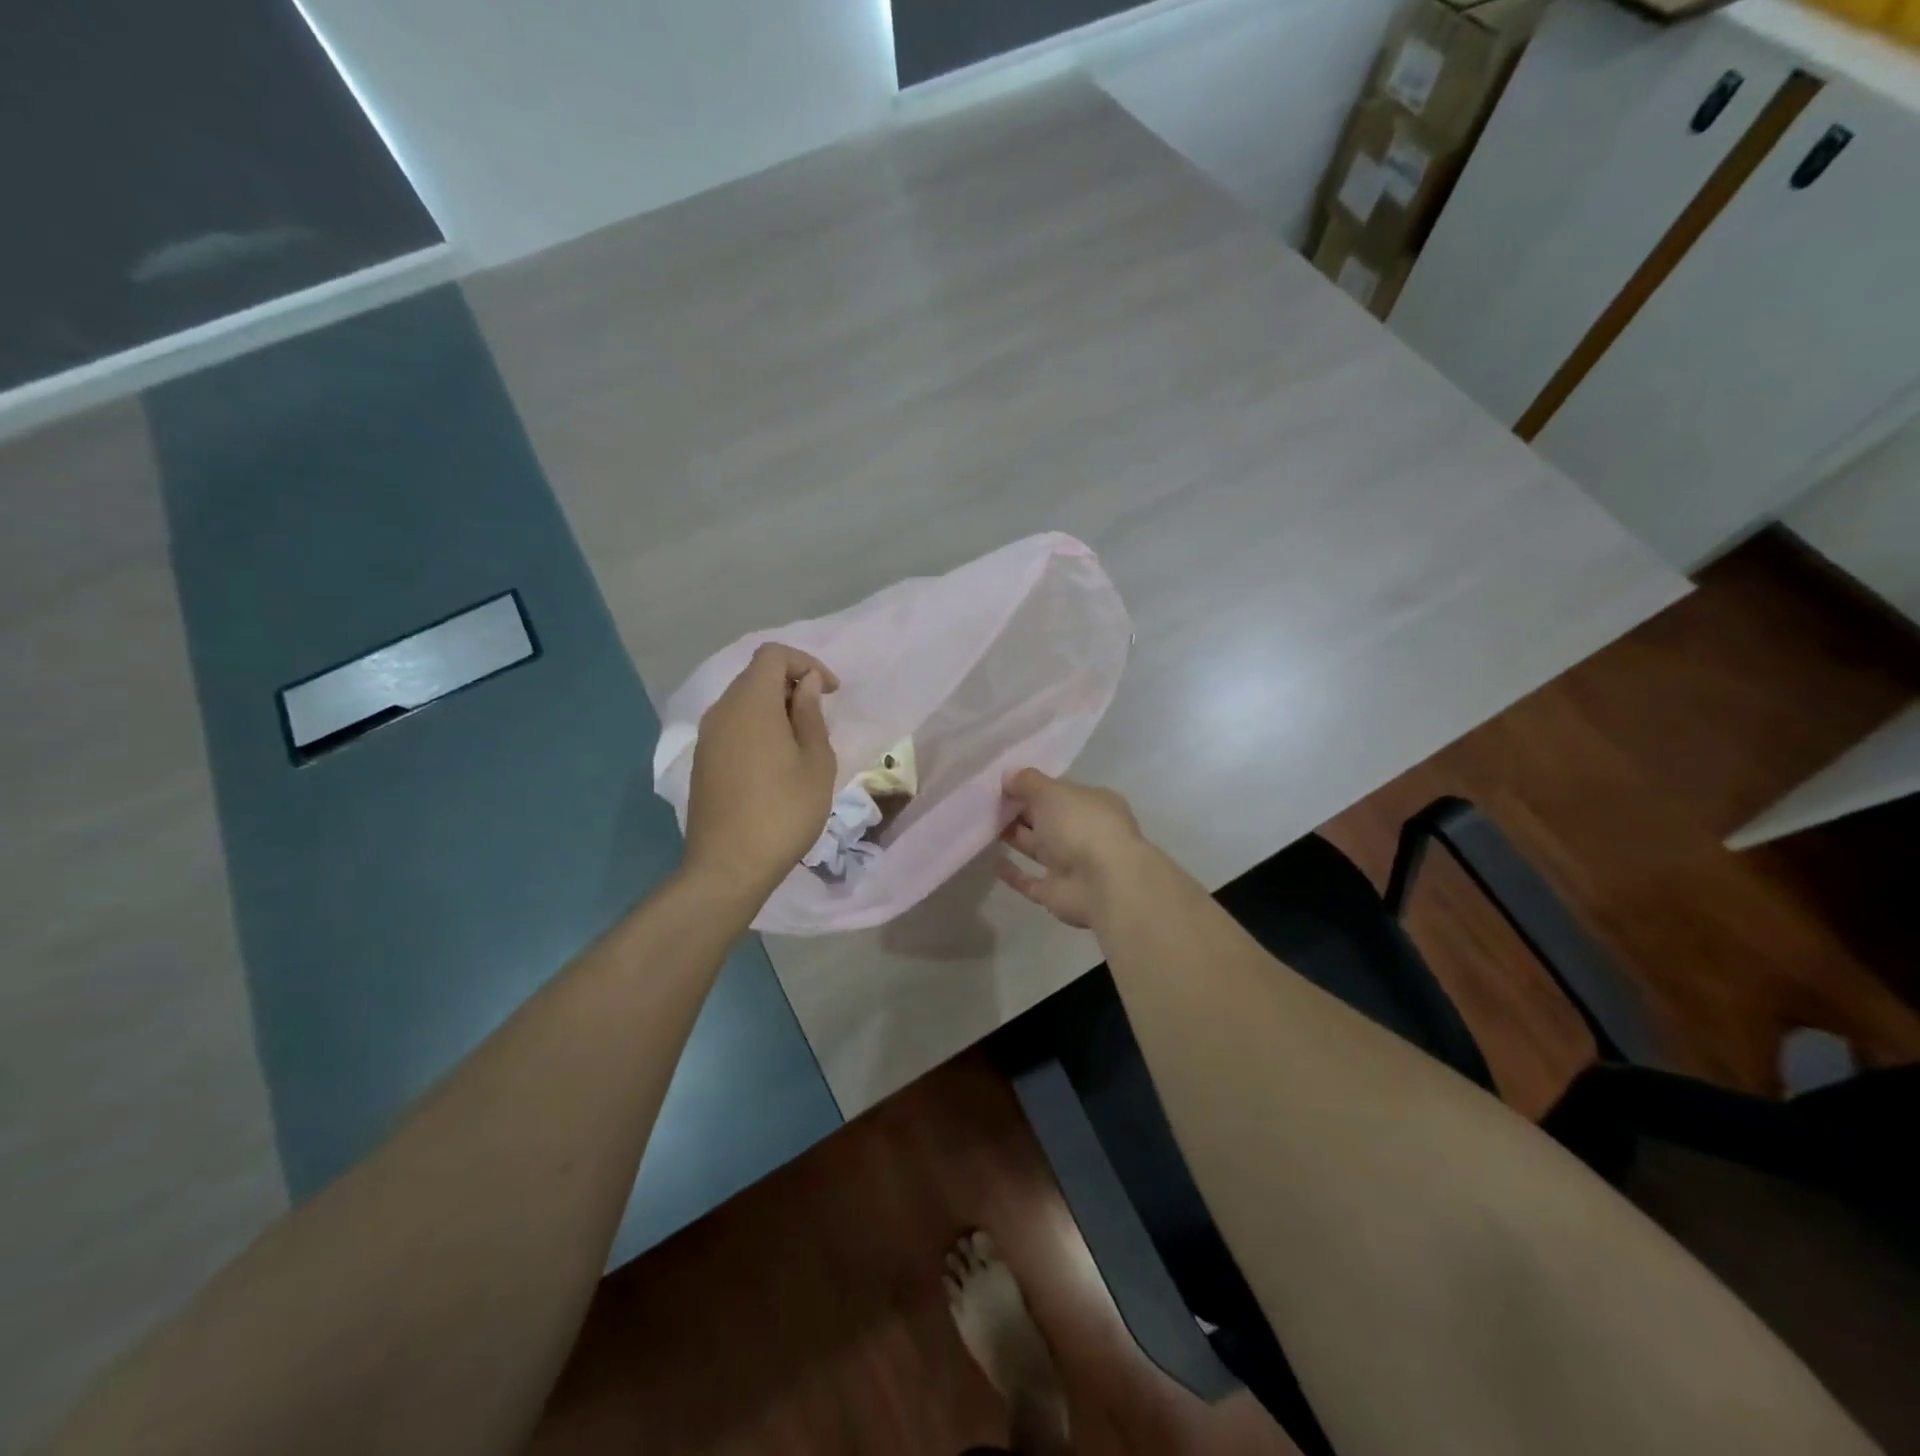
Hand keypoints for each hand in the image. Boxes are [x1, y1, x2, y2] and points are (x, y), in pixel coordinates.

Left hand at [684, 644, 838, 901]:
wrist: (729, 866)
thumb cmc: (784, 812)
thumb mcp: (816, 762)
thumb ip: (811, 714)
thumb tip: (807, 684)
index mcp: (751, 703)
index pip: (773, 655)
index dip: (807, 663)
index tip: (831, 692)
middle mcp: (722, 711)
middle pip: (756, 676)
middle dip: (792, 685)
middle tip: (820, 718)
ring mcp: (707, 737)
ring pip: (743, 703)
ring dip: (774, 709)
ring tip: (802, 743)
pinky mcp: (702, 761)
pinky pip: (733, 727)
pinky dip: (757, 729)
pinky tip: (776, 764)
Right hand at [997, 769, 1147, 929]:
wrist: (1104, 885)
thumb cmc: (1081, 826)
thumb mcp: (1051, 792)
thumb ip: (1028, 782)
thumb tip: (1007, 775)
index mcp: (1092, 804)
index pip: (1059, 792)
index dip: (1033, 787)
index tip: (1003, 784)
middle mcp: (1084, 832)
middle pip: (1047, 819)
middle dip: (1019, 811)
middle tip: (986, 803)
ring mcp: (1072, 864)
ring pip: (1038, 847)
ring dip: (1014, 837)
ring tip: (983, 826)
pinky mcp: (1057, 892)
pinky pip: (1030, 881)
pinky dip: (1013, 873)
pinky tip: (992, 861)